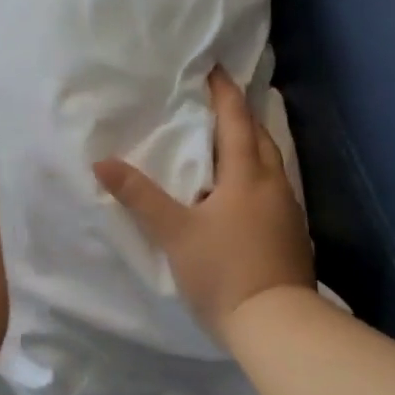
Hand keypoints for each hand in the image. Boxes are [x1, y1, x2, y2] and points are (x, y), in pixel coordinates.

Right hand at [95, 68, 315, 343]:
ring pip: (272, 165)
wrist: (277, 324)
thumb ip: (140, 196)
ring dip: (253, 147)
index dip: (225, 94)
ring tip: (231, 144)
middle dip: (242, 117)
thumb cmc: (223, 271)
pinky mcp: (293, 236)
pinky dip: (259, 177)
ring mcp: (289, 211)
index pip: (236, 121)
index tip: (215, 70)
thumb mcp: (175, 233)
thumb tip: (102, 162)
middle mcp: (274, 185)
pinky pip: (275, 190)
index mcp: (247, 176)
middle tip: (221, 104)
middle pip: (261, 139)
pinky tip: (246, 194)